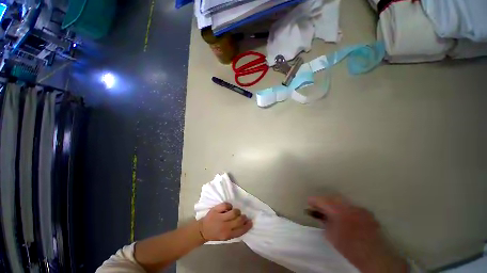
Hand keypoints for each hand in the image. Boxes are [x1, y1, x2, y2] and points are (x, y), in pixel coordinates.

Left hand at [199, 202, 252, 240]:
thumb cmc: (215, 234)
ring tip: (235, 212)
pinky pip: (227, 205)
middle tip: (243, 216)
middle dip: (243, 217)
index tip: (250, 222)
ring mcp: (219, 217)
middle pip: (239, 219)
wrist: (202, 230)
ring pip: (234, 211)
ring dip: (237, 211)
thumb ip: (234, 231)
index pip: (241, 230)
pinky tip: (228, 208)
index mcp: (227, 235)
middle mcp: (224, 226)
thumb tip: (245, 224)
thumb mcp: (225, 237)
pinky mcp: (216, 210)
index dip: (247, 226)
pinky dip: (229, 206)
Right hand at [308, 196, 408, 272]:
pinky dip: (346, 208)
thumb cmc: (348, 247)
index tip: (309, 202)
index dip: (313, 200)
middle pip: (331, 197)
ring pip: (342, 200)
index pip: (321, 200)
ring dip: (334, 203)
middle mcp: (347, 206)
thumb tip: (318, 214)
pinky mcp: (366, 212)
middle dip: (324, 201)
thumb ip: (323, 221)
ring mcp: (358, 208)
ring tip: (332, 210)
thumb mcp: (330, 235)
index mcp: (337, 211)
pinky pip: (352, 206)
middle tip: (319, 207)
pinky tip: (346, 216)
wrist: (373, 255)